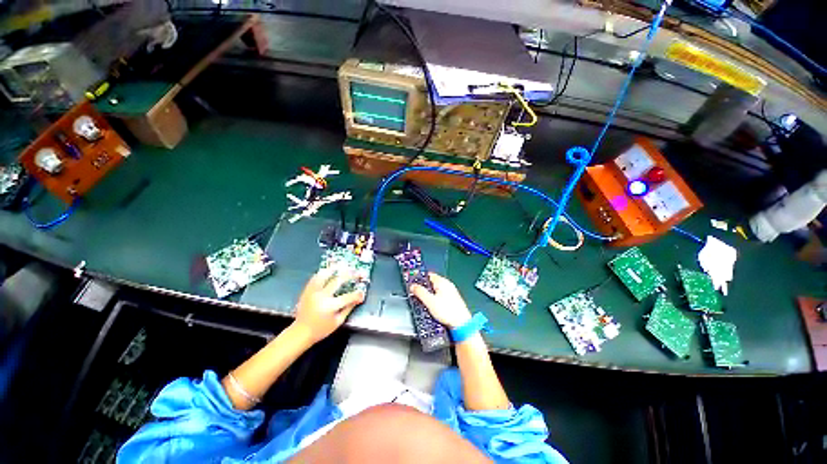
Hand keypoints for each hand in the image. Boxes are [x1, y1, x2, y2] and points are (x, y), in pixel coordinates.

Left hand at [293, 269, 365, 343]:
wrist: (300, 332)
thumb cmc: (320, 330)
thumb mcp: (338, 322)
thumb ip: (348, 308)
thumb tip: (358, 299)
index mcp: (330, 306)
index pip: (348, 297)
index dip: (357, 294)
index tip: (362, 293)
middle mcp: (321, 296)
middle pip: (338, 281)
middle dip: (350, 275)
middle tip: (357, 272)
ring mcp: (313, 292)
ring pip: (324, 275)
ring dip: (335, 268)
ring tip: (343, 265)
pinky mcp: (307, 291)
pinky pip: (315, 278)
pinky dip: (323, 272)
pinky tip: (329, 270)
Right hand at [410, 273, 471, 328]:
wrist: (461, 324)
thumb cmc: (449, 312)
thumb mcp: (430, 301)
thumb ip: (420, 292)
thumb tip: (413, 286)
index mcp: (442, 282)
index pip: (429, 275)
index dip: (420, 279)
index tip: (413, 283)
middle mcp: (448, 286)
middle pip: (432, 283)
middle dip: (424, 289)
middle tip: (417, 295)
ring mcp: (451, 293)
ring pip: (436, 291)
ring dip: (429, 296)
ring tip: (424, 303)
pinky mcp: (452, 301)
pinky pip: (440, 297)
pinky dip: (435, 301)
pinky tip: (433, 308)